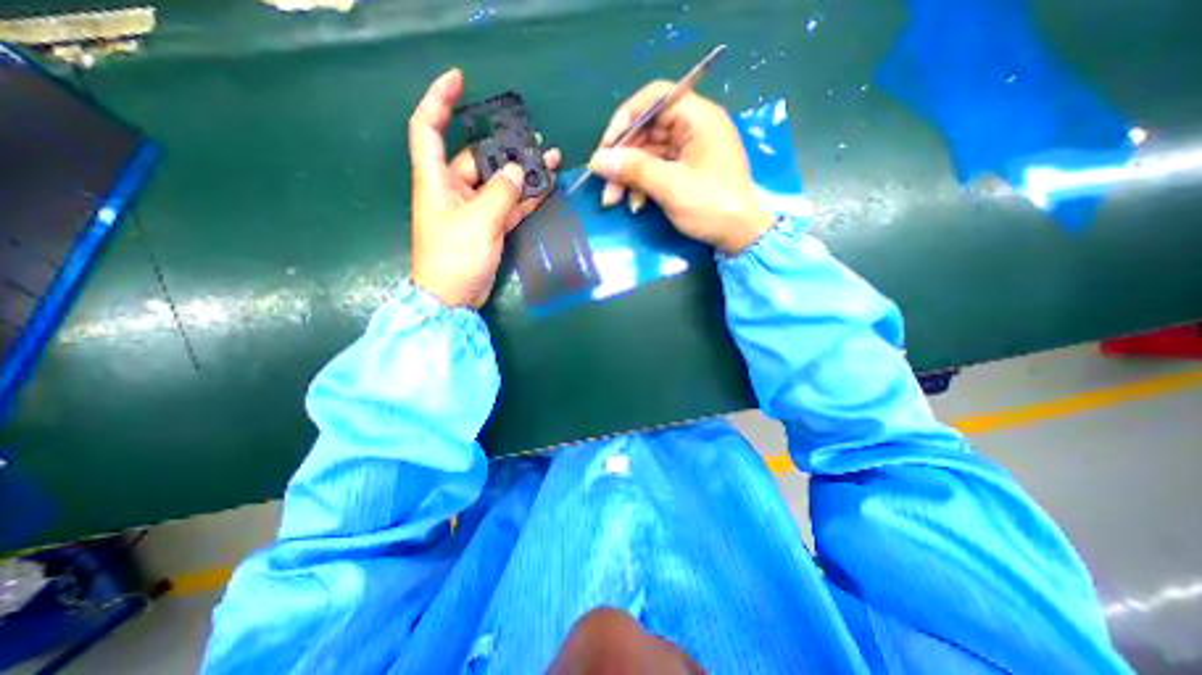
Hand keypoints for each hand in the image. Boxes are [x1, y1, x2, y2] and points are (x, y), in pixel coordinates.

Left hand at [408, 69, 563, 308]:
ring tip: (550, 158)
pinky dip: (526, 197)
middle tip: (536, 139)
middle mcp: (453, 189)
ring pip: (500, 182)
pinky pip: (509, 205)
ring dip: (523, 173)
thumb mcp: (478, 222)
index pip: (427, 128)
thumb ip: (501, 193)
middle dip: (506, 147)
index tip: (459, 80)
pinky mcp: (489, 226)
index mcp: (436, 180)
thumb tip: (519, 171)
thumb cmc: (455, 258)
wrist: (454, 298)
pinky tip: (546, 186)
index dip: (439, 101)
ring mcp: (474, 209)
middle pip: (478, 157)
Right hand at [588, 78, 775, 255]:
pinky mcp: (686, 172)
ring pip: (649, 154)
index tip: (606, 146)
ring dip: (628, 176)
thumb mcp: (670, 186)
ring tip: (612, 200)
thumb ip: (633, 169)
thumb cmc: (711, 205)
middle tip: (604, 182)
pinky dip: (643, 185)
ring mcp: (689, 151)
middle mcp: (693, 128)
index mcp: (697, 118)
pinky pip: (657, 170)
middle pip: (647, 131)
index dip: (626, 118)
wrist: (741, 235)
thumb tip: (597, 159)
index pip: (654, 99)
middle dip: (623, 158)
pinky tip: (635, 204)